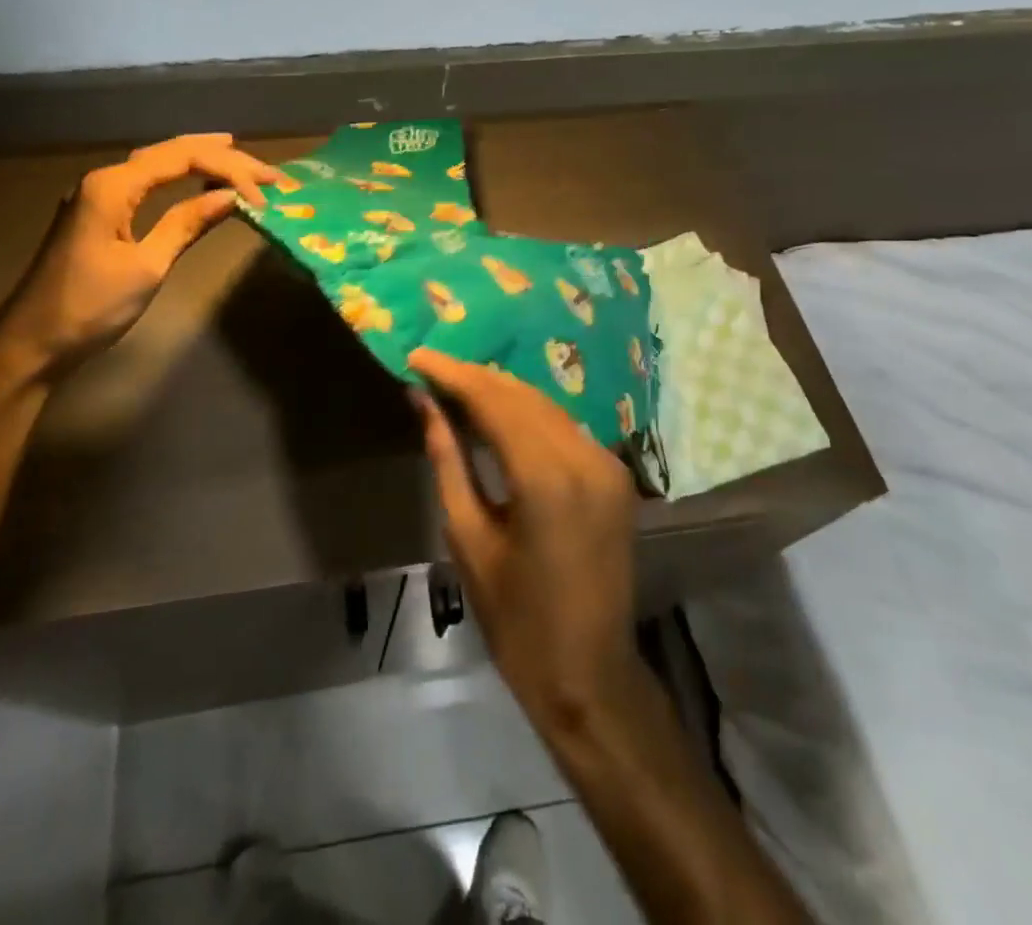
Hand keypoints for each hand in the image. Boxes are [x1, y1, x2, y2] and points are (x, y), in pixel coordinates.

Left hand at [0, 134, 280, 387]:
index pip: (181, 159)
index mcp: (113, 186)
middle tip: (267, 170)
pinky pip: (146, 182)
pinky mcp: (98, 214)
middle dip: (221, 157)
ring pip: (157, 164)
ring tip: (240, 159)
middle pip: (170, 153)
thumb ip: (187, 224)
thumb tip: (231, 197)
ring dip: (200, 161)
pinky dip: (178, 177)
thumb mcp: (147, 266)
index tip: (266, 193)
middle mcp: (104, 179)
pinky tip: (197, 180)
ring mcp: (98, 195)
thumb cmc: (90, 307)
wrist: (31, 343)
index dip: (229, 170)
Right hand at [410, 348, 640, 736]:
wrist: (589, 676)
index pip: (494, 402)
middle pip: (522, 396)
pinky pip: (564, 428)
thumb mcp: (468, 536)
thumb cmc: (515, 619)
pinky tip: (496, 415)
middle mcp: (585, 457)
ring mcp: (607, 465)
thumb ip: (447, 459)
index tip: (416, 356)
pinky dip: (527, 415)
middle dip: (474, 378)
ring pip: (545, 406)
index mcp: (547, 478)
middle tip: (431, 369)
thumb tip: (422, 402)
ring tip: (455, 386)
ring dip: (500, 392)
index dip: (453, 374)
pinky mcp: (615, 476)